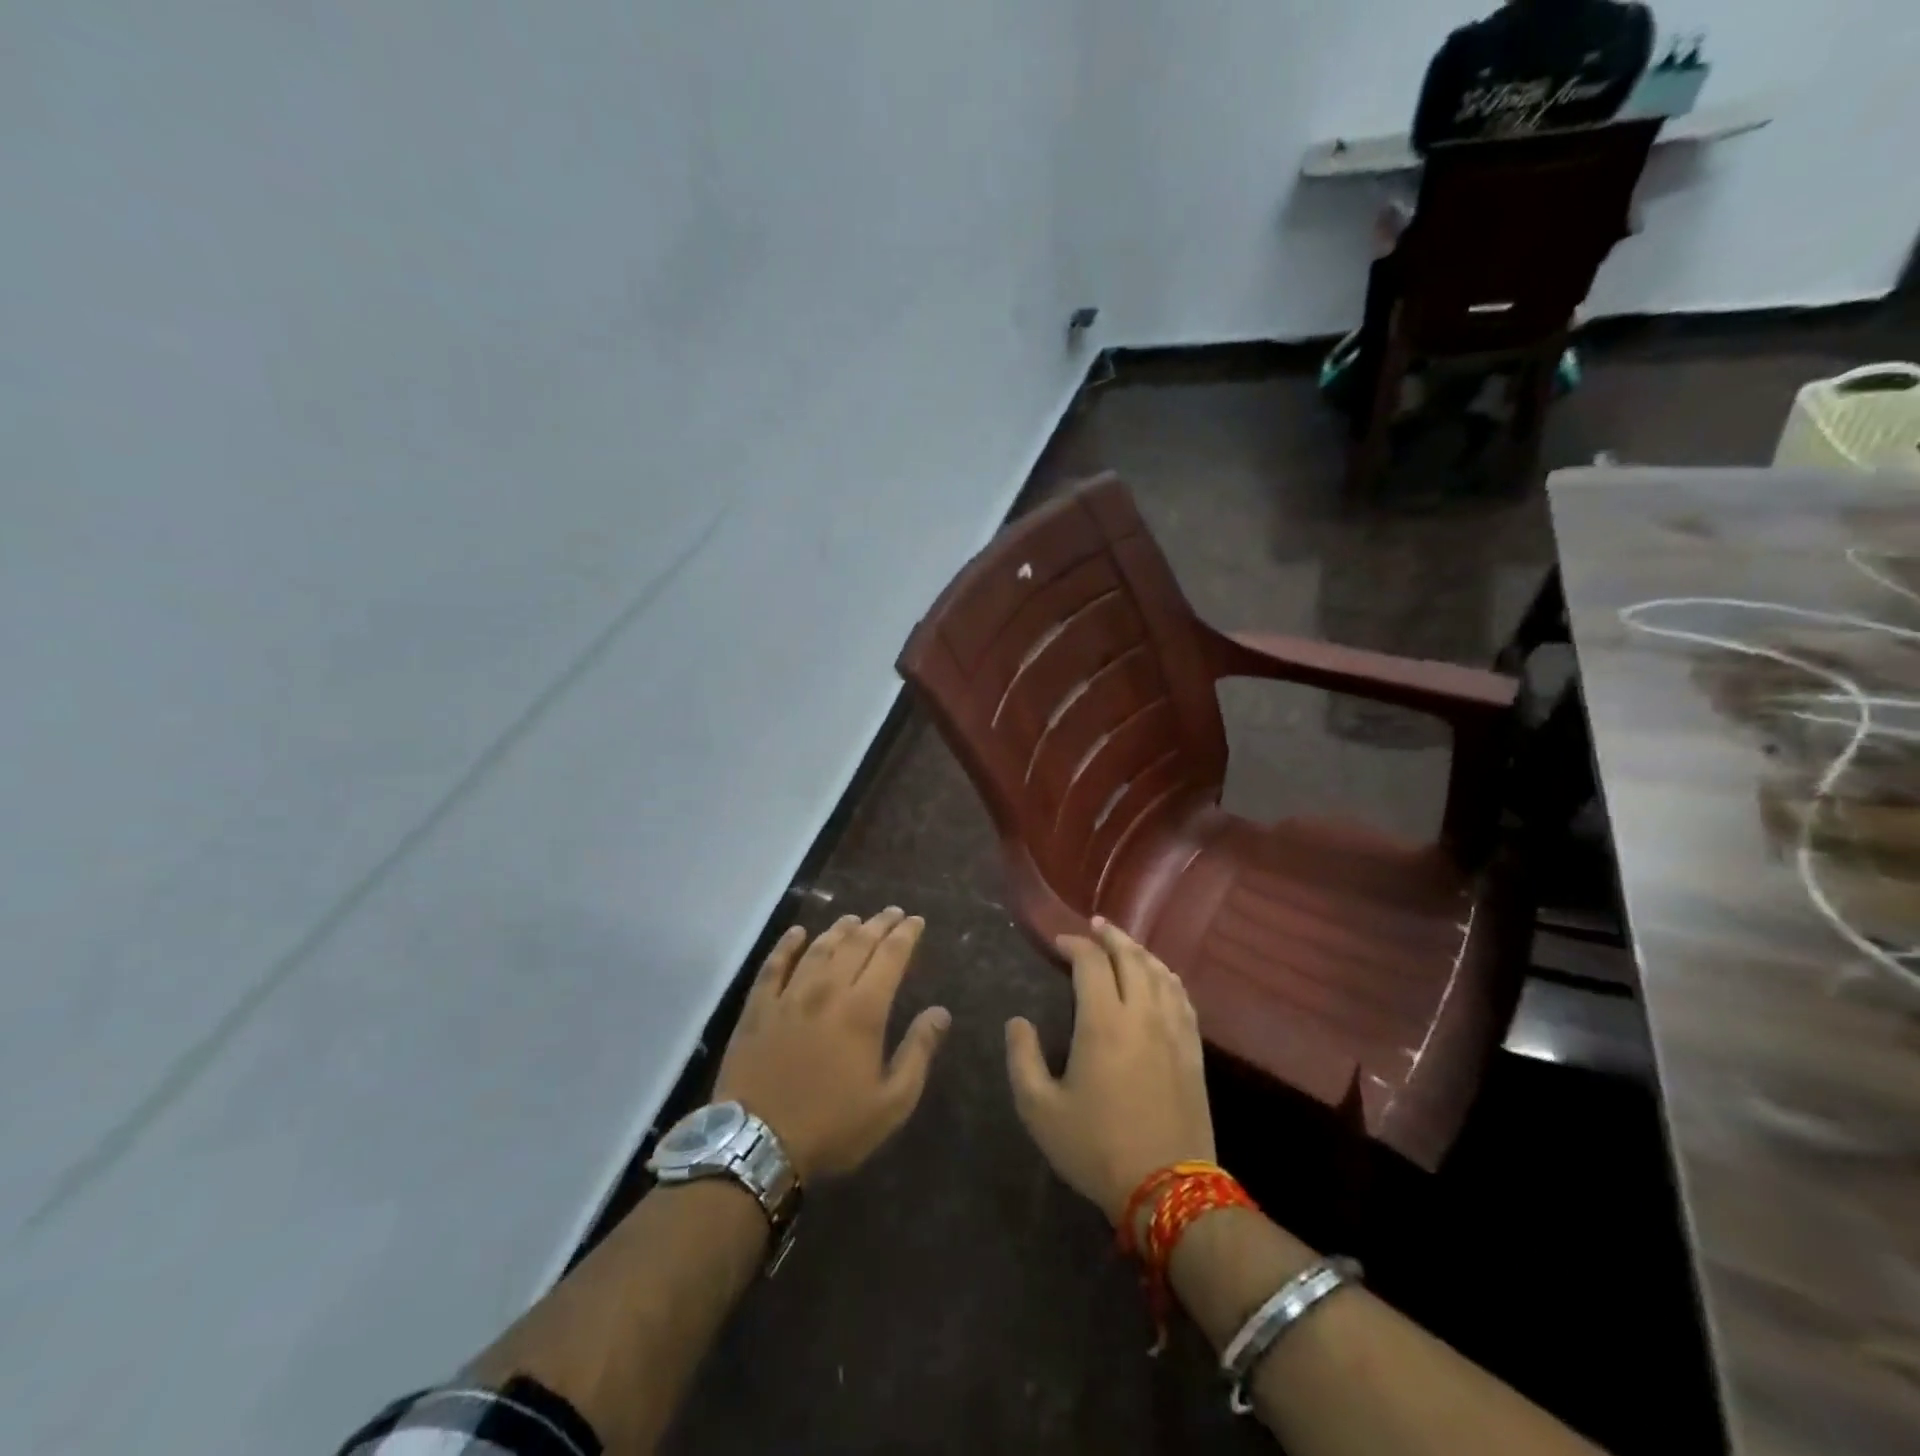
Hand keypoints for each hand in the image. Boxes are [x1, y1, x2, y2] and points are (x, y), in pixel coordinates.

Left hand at [715, 908, 949, 1181]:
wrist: (757, 1145)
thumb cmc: (832, 1127)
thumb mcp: (890, 1103)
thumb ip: (918, 1052)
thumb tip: (940, 1012)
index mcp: (863, 1010)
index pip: (890, 956)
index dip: (905, 935)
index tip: (915, 920)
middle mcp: (828, 990)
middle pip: (857, 944)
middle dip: (878, 924)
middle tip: (892, 912)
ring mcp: (789, 995)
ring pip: (819, 947)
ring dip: (840, 929)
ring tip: (854, 919)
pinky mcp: (758, 1008)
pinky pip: (774, 965)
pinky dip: (788, 944)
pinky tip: (797, 932)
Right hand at [1005, 919, 1214, 1225]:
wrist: (1168, 1190)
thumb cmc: (1096, 1148)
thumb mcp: (1040, 1110)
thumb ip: (1022, 1059)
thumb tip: (1017, 1022)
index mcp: (1103, 1022)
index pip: (1091, 963)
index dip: (1074, 944)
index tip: (1059, 942)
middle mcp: (1141, 1014)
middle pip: (1131, 957)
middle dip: (1111, 936)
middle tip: (1096, 926)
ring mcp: (1173, 1030)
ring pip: (1160, 973)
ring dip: (1140, 951)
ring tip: (1125, 944)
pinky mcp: (1193, 1050)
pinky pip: (1182, 997)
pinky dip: (1167, 977)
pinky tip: (1161, 978)